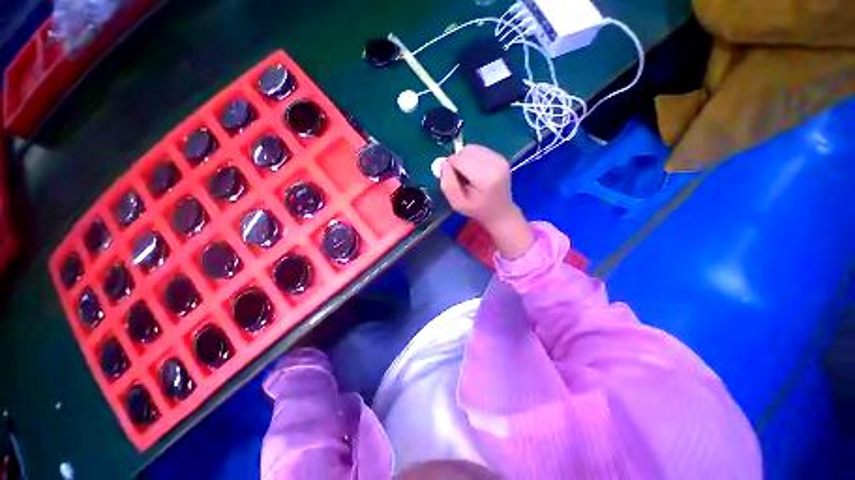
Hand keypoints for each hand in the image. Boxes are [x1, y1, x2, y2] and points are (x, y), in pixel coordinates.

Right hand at [440, 145, 533, 258]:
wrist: (500, 212)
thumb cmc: (477, 210)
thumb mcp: (457, 203)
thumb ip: (447, 184)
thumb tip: (443, 163)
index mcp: (486, 176)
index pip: (459, 159)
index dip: (450, 167)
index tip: (453, 180)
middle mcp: (495, 163)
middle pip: (466, 150)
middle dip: (457, 162)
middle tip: (460, 179)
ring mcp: (500, 158)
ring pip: (472, 148)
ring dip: (464, 159)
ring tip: (469, 176)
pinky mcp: (500, 157)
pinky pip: (479, 150)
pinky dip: (472, 158)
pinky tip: (475, 172)